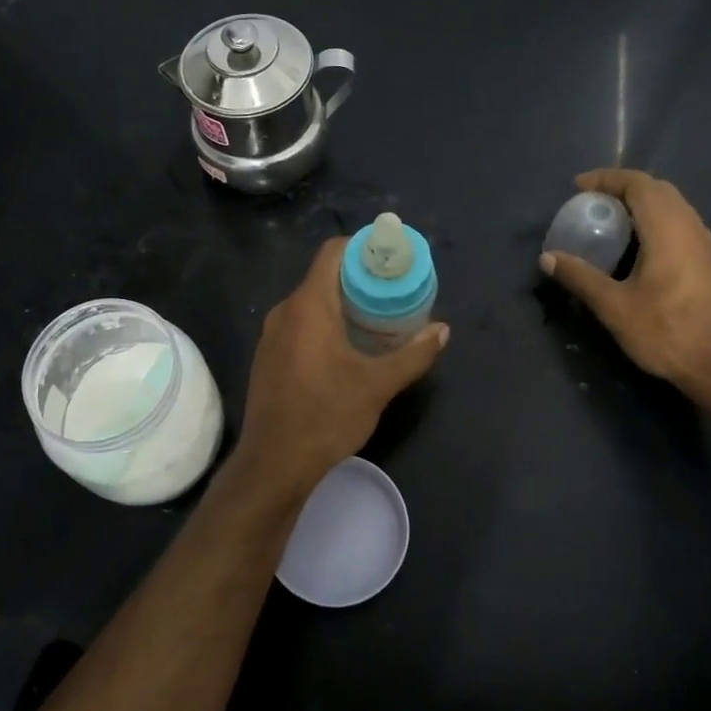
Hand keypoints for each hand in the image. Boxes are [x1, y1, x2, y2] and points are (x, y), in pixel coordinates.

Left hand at [239, 237, 447, 487]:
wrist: (274, 463)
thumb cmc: (326, 416)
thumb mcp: (377, 385)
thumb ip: (413, 355)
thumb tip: (443, 331)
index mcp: (308, 305)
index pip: (333, 252)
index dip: (363, 247)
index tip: (391, 259)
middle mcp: (284, 311)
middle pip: (324, 277)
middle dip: (359, 279)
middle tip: (394, 292)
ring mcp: (271, 335)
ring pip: (311, 304)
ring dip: (342, 305)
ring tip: (377, 320)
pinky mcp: (268, 357)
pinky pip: (299, 325)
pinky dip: (324, 325)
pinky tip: (347, 349)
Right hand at [540, 169, 710, 399]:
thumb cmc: (667, 333)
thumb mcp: (614, 307)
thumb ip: (580, 277)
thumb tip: (547, 258)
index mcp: (668, 230)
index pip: (639, 185)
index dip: (607, 179)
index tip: (578, 187)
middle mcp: (691, 227)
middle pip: (657, 190)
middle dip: (622, 188)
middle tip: (591, 202)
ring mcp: (704, 244)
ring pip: (672, 206)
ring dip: (640, 204)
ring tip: (609, 221)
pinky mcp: (709, 261)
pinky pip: (679, 223)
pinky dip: (653, 220)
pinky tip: (636, 246)